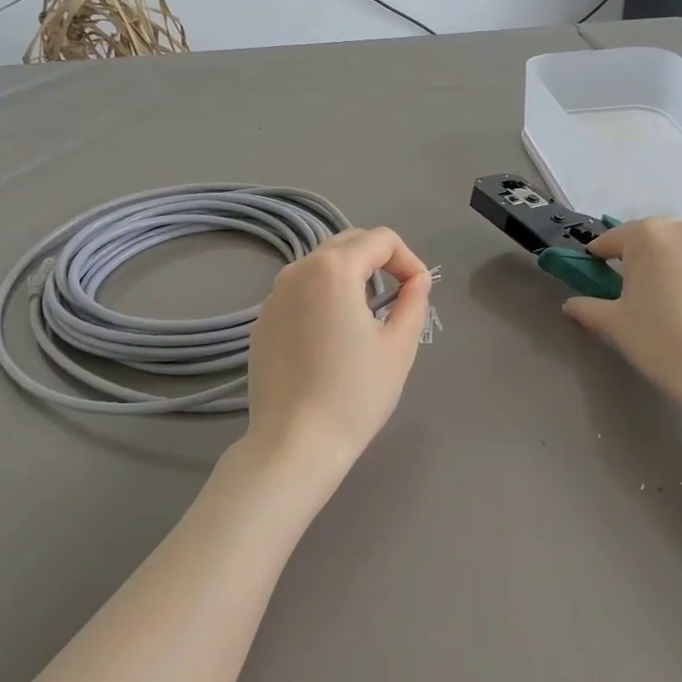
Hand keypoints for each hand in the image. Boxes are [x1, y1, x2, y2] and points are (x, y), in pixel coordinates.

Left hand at [238, 227, 432, 500]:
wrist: (294, 443)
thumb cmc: (354, 394)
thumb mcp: (399, 347)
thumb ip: (414, 301)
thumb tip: (416, 281)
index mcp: (334, 269)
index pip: (380, 239)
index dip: (408, 259)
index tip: (419, 292)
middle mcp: (298, 271)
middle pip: (348, 243)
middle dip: (379, 261)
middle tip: (398, 297)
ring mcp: (274, 295)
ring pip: (321, 264)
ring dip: (351, 275)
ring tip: (368, 314)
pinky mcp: (262, 320)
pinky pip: (300, 290)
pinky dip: (323, 296)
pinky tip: (332, 335)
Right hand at [562, 218, 681, 414]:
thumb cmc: (660, 340)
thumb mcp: (613, 323)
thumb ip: (587, 307)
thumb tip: (571, 305)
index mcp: (648, 235)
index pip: (611, 240)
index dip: (597, 258)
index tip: (590, 274)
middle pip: (647, 240)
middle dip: (633, 260)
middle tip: (625, 292)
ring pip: (677, 251)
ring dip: (663, 267)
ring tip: (659, 301)